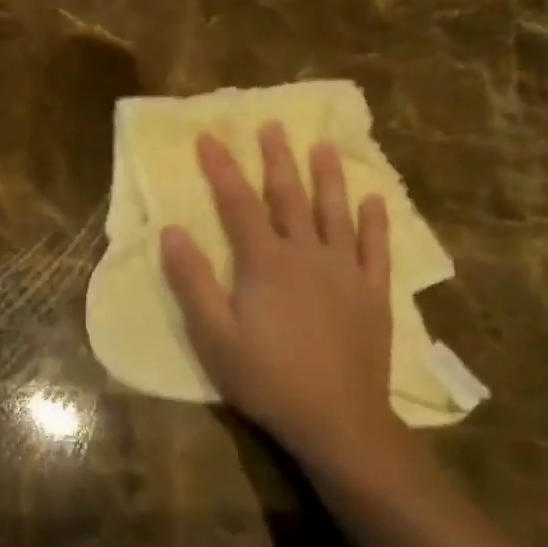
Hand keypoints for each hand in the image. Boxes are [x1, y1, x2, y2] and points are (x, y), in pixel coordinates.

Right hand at [159, 123, 404, 471]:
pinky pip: (376, 249)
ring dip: (327, 177)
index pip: (238, 204)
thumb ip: (191, 280)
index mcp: (265, 263)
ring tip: (323, 146)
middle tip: (271, 125)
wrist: (338, 421)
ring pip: (335, 214)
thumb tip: (171, 231)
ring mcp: (345, 273)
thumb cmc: (266, 378)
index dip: (221, 169)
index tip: (208, 138)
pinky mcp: (373, 295)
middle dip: (277, 160)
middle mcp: (307, 255)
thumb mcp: (212, 334)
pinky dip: (375, 222)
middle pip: (289, 197)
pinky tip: (374, 201)